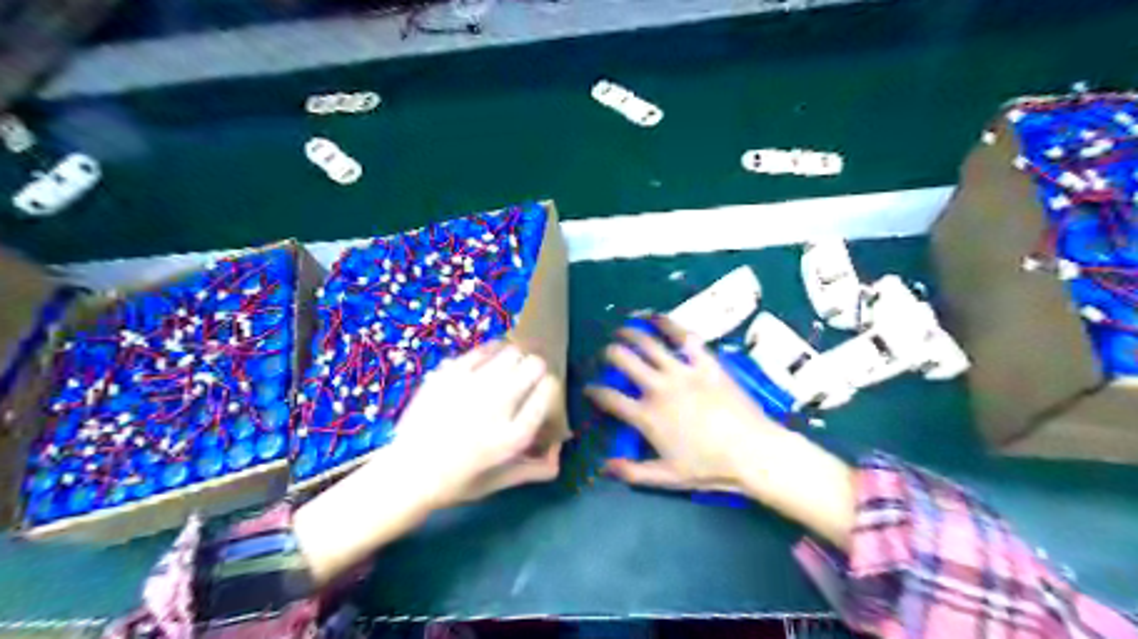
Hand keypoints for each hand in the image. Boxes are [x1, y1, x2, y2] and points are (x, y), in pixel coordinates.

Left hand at [291, 344, 560, 584]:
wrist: (406, 475)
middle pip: (535, 365)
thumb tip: (560, 456)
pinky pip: (483, 349)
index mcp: (514, 435)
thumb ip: (534, 470)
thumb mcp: (499, 482)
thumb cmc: (456, 482)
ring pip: (511, 352)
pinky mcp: (449, 374)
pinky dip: (492, 353)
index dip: (550, 388)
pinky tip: (486, 364)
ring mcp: (471, 386)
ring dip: (516, 359)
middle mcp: (497, 405)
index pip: (549, 389)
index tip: (542, 393)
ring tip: (507, 368)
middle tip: (526, 378)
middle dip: (537, 370)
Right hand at [587, 318, 852, 546]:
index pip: (610, 399)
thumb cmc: (709, 467)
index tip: (588, 388)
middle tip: (607, 353)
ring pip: (649, 344)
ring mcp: (682, 372)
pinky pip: (684, 338)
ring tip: (623, 329)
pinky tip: (658, 317)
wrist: (752, 452)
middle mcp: (659, 388)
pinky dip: (668, 324)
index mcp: (647, 416)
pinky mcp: (705, 363)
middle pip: (624, 361)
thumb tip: (604, 467)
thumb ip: (633, 473)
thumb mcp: (668, 477)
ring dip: (631, 333)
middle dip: (610, 354)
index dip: (594, 391)